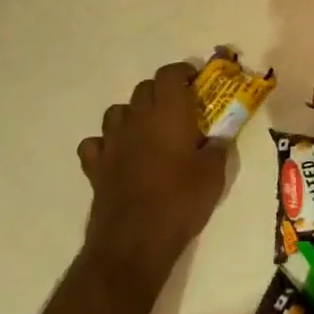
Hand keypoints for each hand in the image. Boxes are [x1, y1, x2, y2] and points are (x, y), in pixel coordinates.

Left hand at [77, 62, 225, 292]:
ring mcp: (112, 141)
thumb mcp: (213, 175)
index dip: (182, 72)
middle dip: (161, 92)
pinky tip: (117, 155)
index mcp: (168, 113)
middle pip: (144, 89)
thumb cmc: (180, 202)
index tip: (195, 81)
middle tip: (178, 110)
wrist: (135, 241)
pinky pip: (95, 143)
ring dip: (132, 114)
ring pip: (117, 111)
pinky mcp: (95, 166)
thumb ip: (216, 148)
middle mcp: (137, 119)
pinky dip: (105, 144)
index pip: (169, 74)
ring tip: (147, 130)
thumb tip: (218, 137)